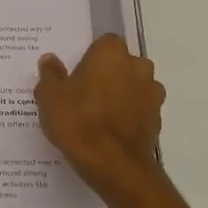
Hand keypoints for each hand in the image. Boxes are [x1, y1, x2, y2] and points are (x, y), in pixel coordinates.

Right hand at [34, 34, 164, 196]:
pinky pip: (139, 109)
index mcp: (111, 53)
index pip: (103, 43)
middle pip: (121, 64)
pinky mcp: (158, 119)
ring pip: (133, 86)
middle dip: (107, 75)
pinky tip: (109, 133)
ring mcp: (152, 93)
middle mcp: (138, 66)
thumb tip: (50, 60)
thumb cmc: (78, 122)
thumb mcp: (50, 98)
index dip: (89, 58)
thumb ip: (50, 75)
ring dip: (120, 95)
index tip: (75, 75)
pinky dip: (128, 116)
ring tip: (97, 117)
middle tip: (83, 95)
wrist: (114, 164)